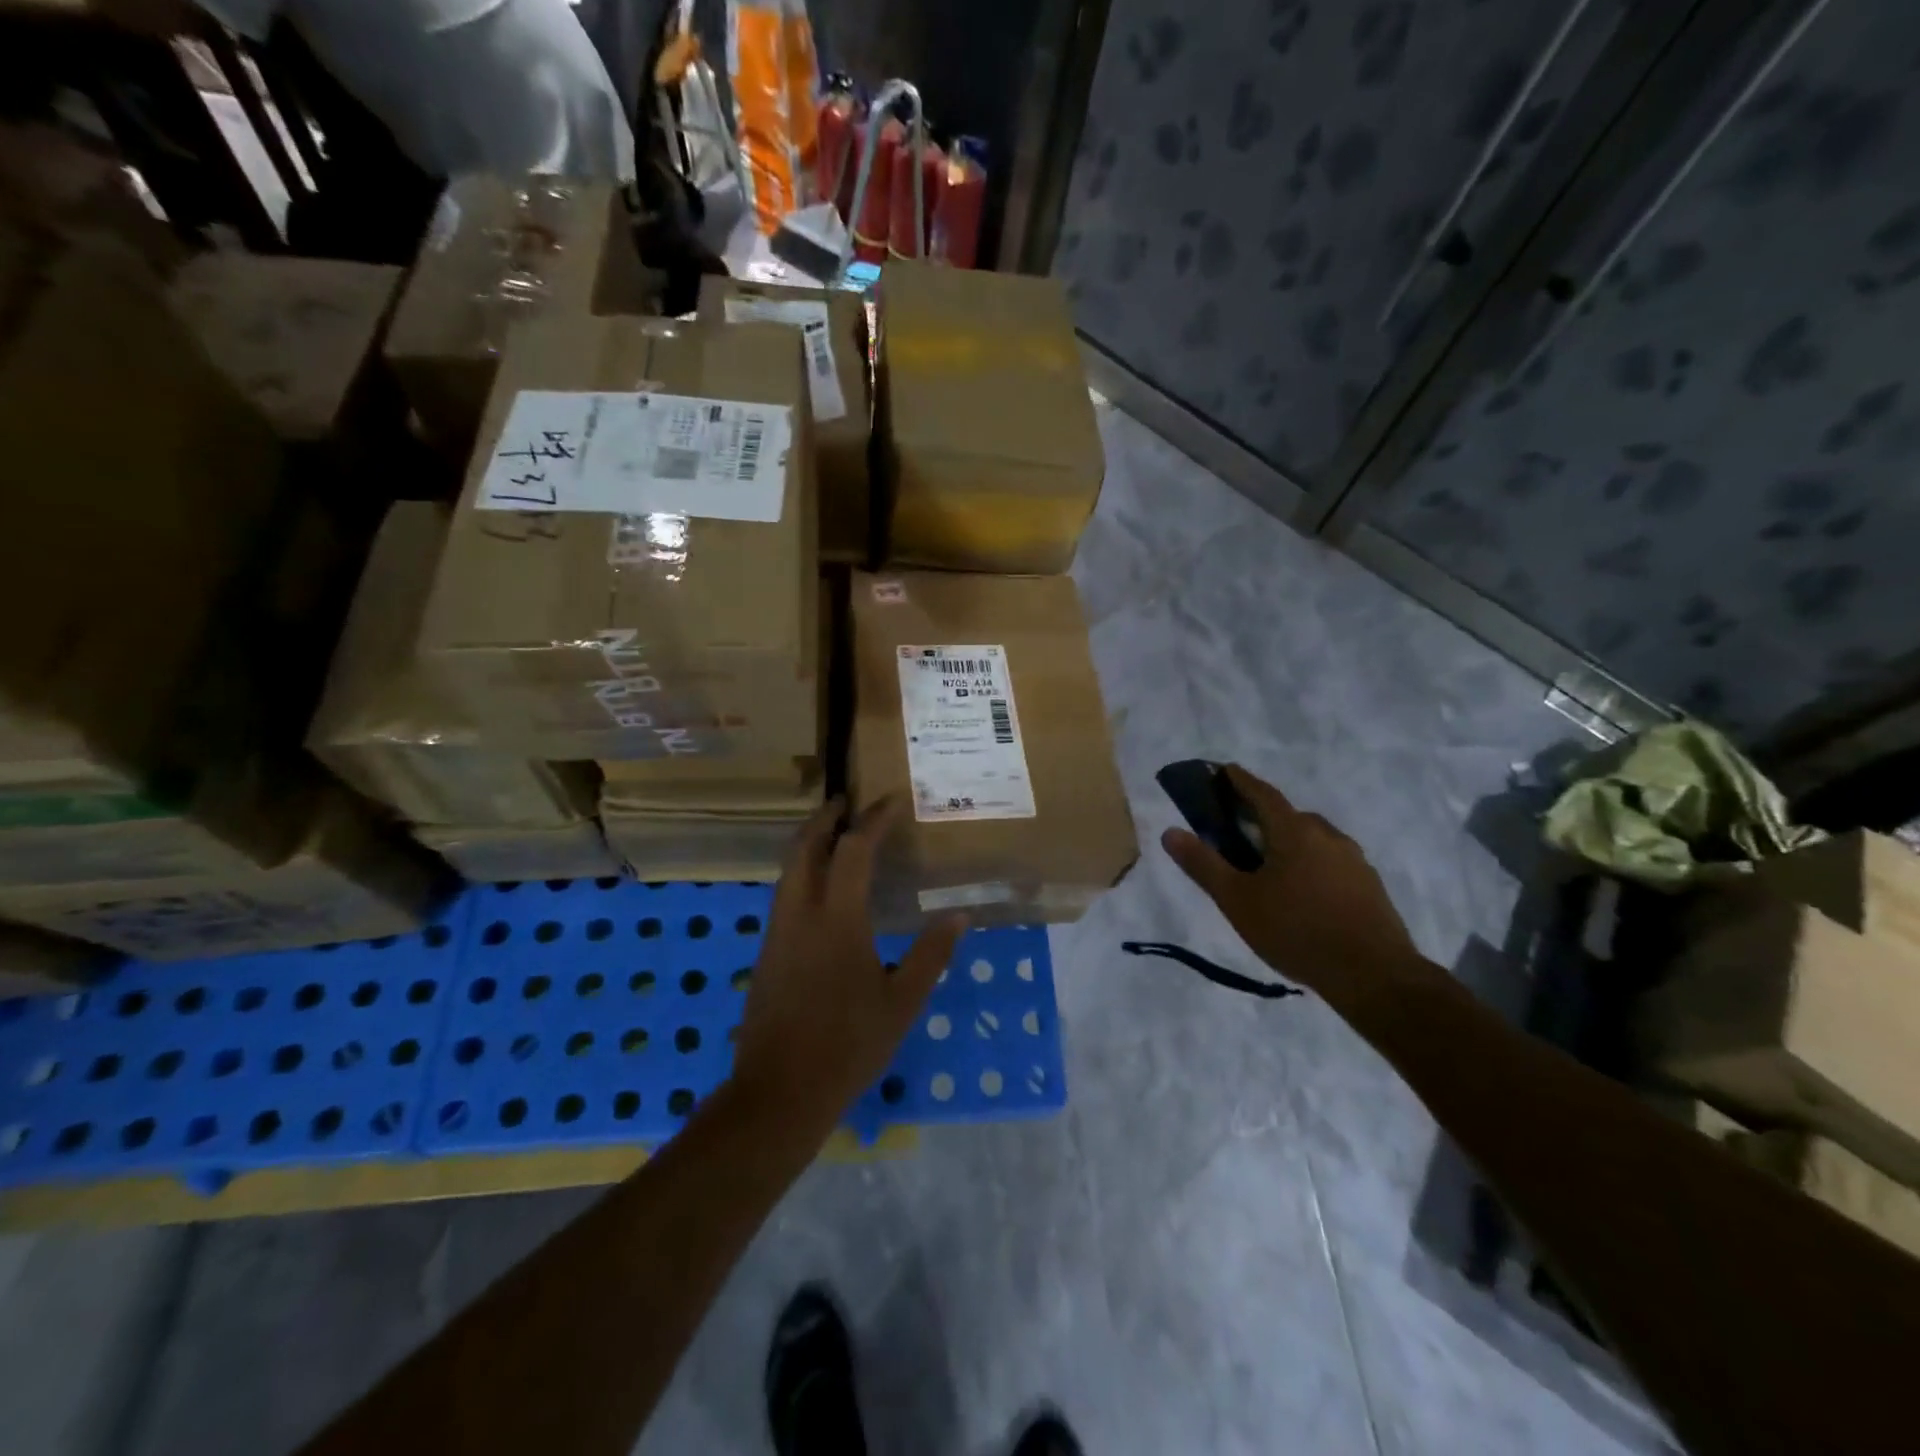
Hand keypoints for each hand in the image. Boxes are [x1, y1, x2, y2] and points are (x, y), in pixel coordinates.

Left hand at [731, 795, 964, 1133]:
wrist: (780, 1092)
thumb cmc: (849, 1045)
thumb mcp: (903, 1002)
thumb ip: (931, 954)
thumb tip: (959, 916)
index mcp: (837, 919)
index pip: (854, 850)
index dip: (873, 820)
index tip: (891, 799)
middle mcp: (800, 913)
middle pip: (805, 846)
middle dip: (825, 817)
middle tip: (848, 802)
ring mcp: (778, 932)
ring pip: (789, 868)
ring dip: (810, 842)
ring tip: (836, 835)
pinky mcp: (768, 952)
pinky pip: (785, 893)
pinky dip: (803, 871)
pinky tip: (823, 889)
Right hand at [1161, 765, 1422, 999]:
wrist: (1373, 975)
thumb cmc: (1295, 930)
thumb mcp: (1237, 900)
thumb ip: (1203, 864)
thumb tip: (1170, 832)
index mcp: (1294, 831)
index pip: (1262, 793)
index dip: (1241, 780)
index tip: (1225, 770)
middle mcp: (1328, 835)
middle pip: (1289, 816)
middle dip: (1264, 816)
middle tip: (1240, 830)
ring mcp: (1354, 861)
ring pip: (1313, 840)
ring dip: (1289, 843)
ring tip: (1269, 867)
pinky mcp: (1370, 886)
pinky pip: (1331, 863)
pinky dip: (1311, 865)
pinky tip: (1302, 894)